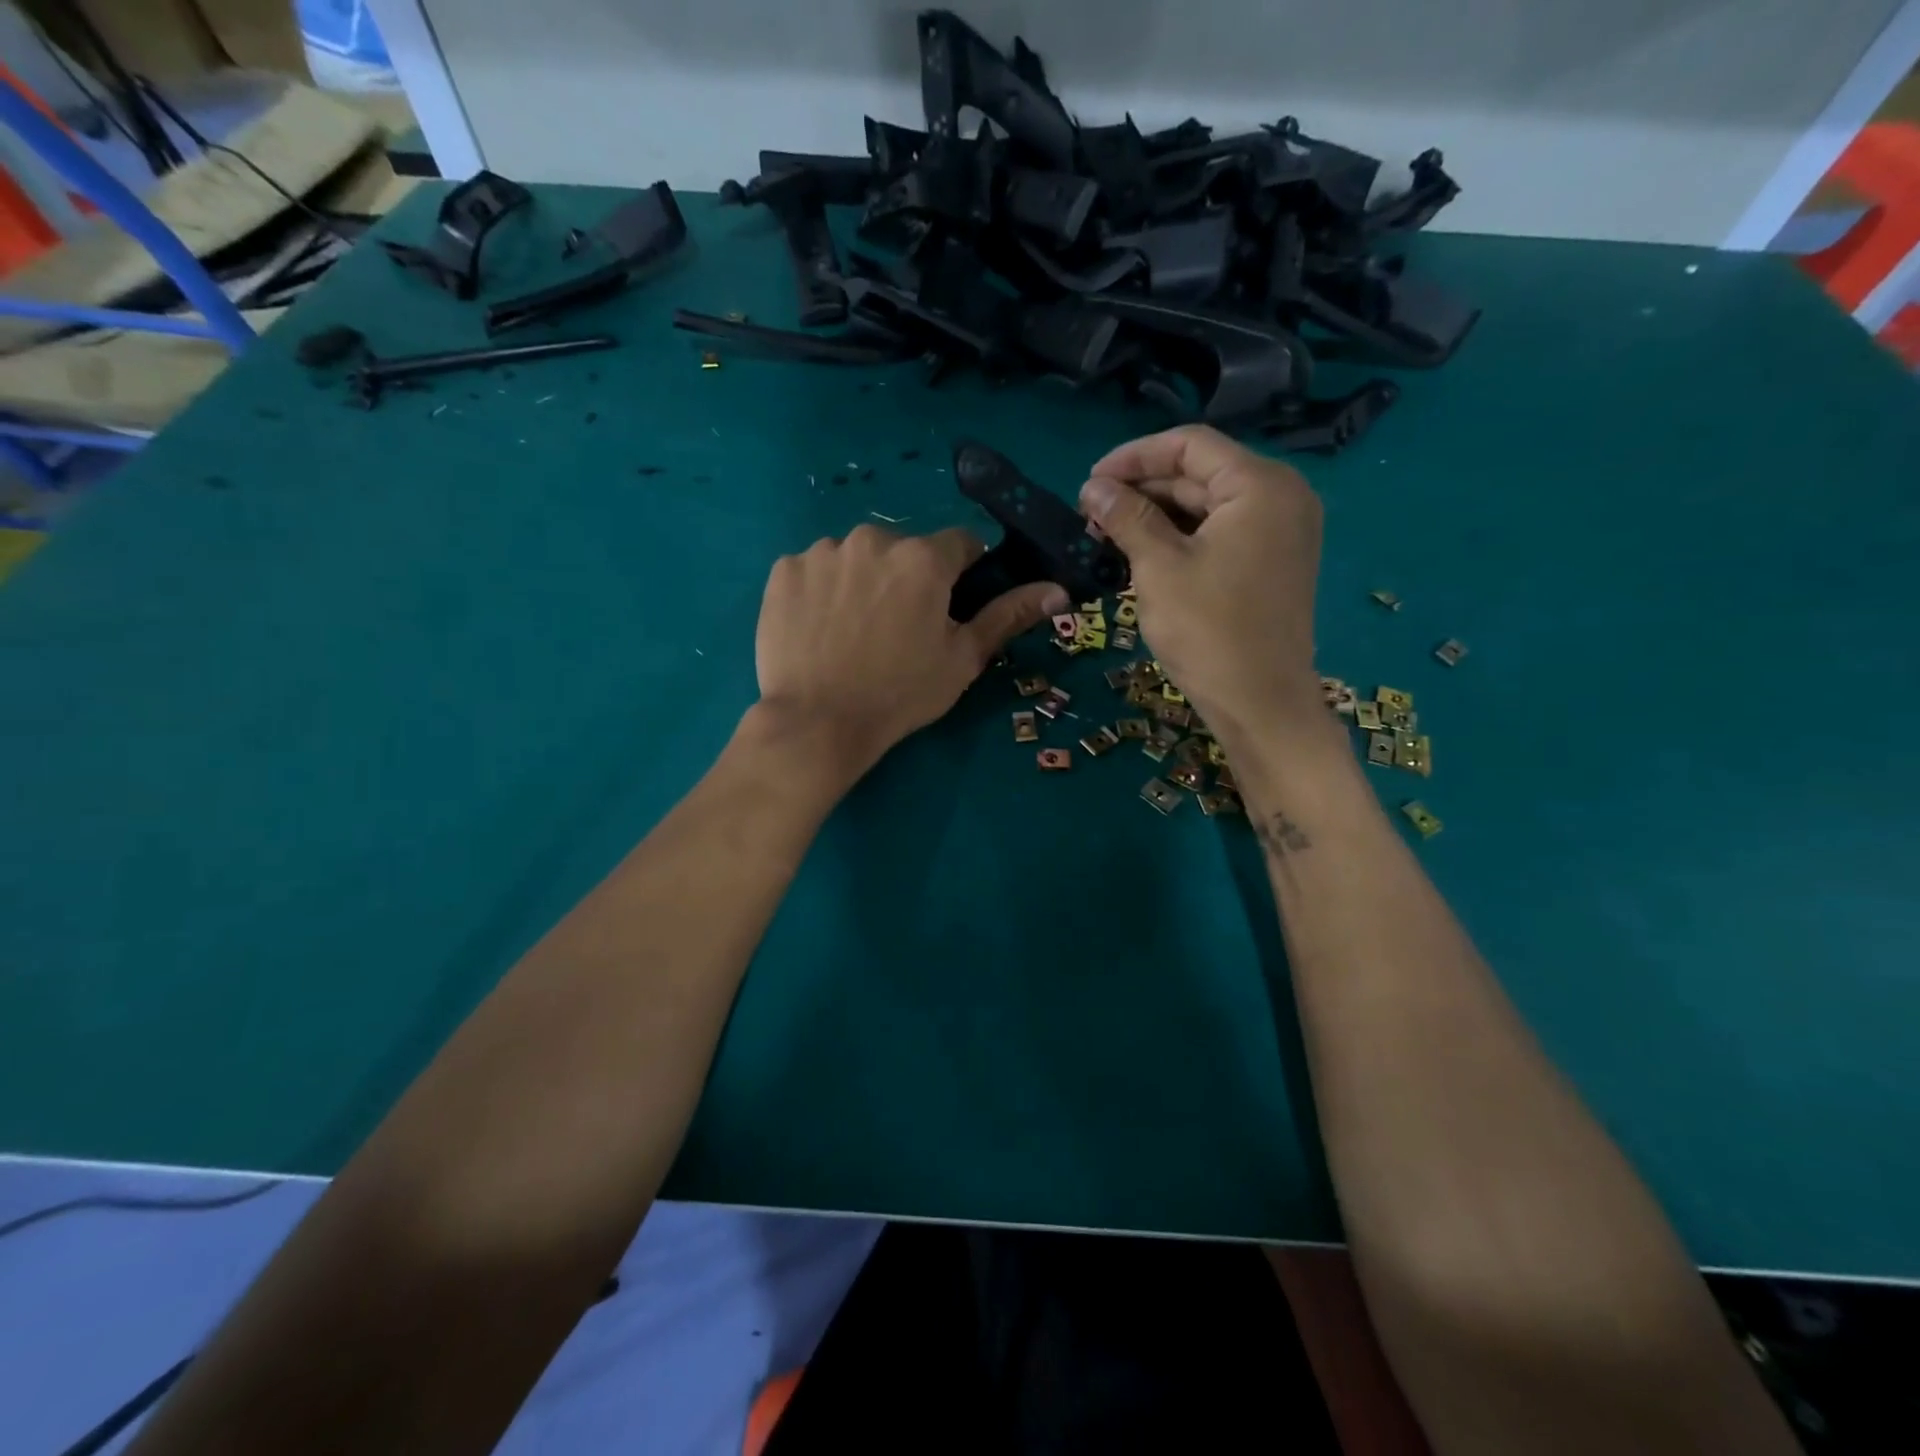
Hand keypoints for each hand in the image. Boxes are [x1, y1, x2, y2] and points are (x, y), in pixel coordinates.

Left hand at [754, 524, 1067, 777]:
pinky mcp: (784, 571)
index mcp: (924, 558)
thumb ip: (1008, 616)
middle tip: (898, 630)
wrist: (816, 724)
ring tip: (854, 632)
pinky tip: (820, 629)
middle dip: (909, 579)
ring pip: (858, 558)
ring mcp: (823, 552)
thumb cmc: (900, 693)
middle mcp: (873, 539)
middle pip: (905, 551)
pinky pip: (816, 570)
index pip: (961, 544)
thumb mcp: (963, 659)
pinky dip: (823, 591)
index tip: (951, 607)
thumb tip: (1058, 590)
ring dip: (864, 582)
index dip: (963, 575)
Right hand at [1080, 426, 1325, 744]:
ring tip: (1107, 534)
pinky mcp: (1272, 562)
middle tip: (1091, 513)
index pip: (1190, 445)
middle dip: (1143, 488)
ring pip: (1208, 505)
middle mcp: (1281, 496)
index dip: (1134, 457)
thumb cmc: (1209, 630)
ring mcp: (1281, 531)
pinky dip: (1181, 537)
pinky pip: (1221, 532)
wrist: (1260, 703)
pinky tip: (1141, 552)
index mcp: (1260, 485)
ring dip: (1157, 514)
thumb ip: (1126, 517)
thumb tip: (1092, 487)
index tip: (1090, 481)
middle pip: (1200, 473)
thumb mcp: (1159, 568)